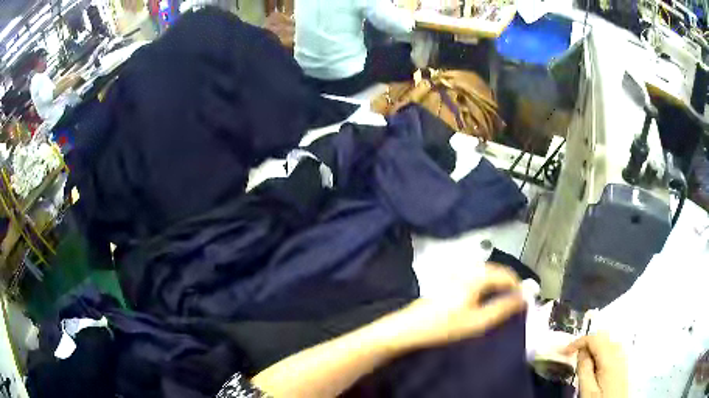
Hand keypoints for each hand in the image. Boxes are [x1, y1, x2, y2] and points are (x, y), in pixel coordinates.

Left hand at [390, 263, 526, 350]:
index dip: (518, 286)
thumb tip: (524, 297)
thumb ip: (503, 308)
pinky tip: (482, 298)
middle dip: (508, 283)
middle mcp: (467, 269)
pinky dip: (484, 284)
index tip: (526, 299)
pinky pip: (474, 276)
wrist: (409, 328)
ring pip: (484, 273)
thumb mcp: (478, 321)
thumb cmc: (445, 326)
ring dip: (496, 283)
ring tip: (502, 300)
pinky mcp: (447, 280)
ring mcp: (455, 273)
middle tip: (515, 301)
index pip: (506, 274)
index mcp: (476, 276)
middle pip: (495, 271)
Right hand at [563, 333, 627, 397]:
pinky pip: (612, 349)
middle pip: (603, 336)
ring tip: (583, 364)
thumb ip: (584, 369)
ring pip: (607, 342)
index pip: (594, 338)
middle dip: (587, 343)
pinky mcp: (623, 363)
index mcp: (610, 358)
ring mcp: (623, 357)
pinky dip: (601, 353)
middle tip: (573, 356)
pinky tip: (595, 367)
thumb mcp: (587, 390)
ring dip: (594, 348)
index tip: (565, 351)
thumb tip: (580, 352)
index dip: (578, 342)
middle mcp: (619, 353)